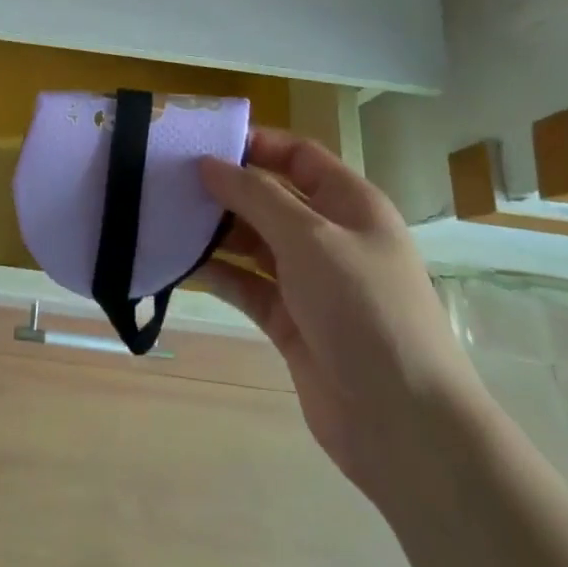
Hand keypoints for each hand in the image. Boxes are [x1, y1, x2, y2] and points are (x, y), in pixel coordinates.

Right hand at [194, 130, 482, 499]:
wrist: (403, 424)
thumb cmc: (364, 309)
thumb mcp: (309, 238)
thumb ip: (255, 196)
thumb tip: (208, 164)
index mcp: (350, 205)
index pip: (298, 156)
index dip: (255, 143)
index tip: (202, 142)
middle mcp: (329, 236)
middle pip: (270, 197)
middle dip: (224, 187)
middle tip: (169, 179)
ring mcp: (309, 280)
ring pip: (252, 240)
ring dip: (214, 230)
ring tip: (164, 215)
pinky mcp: (288, 320)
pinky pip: (245, 283)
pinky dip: (216, 271)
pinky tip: (177, 261)